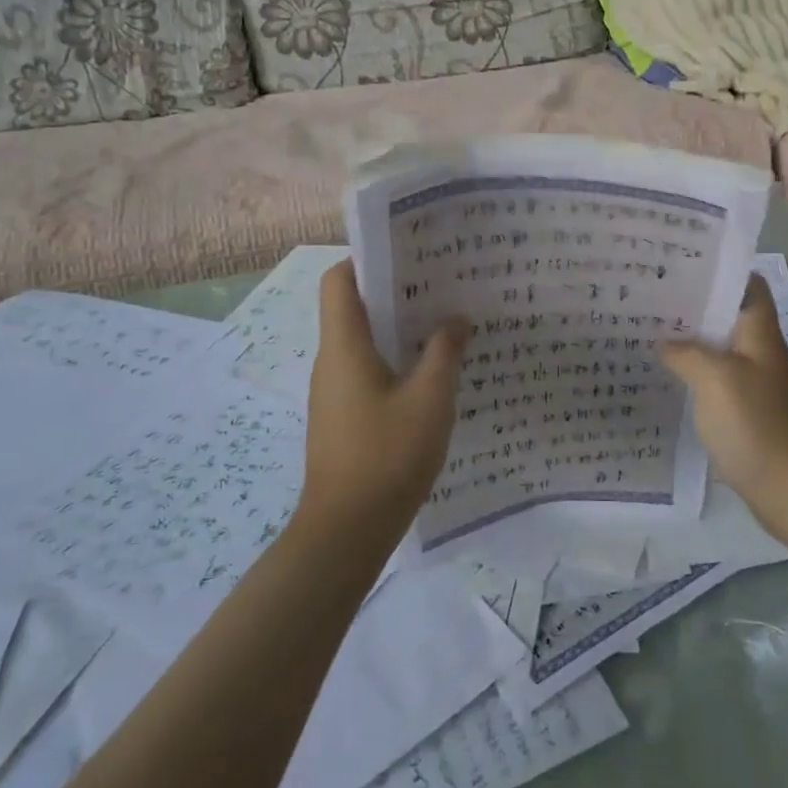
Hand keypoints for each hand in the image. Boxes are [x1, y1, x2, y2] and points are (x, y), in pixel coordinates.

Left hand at [298, 260, 469, 532]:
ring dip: (397, 330)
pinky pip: (366, 372)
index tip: (408, 255)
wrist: (346, 532)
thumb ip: (444, 353)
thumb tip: (456, 319)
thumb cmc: (387, 456)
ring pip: (362, 342)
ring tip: (443, 324)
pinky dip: (393, 362)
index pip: (338, 280)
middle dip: (394, 293)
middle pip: (353, 308)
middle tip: (441, 286)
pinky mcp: (341, 417)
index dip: (366, 259)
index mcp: (344, 346)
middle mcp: (331, 361)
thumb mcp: (430, 400)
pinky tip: (430, 374)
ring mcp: (333, 391)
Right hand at [659, 276, 787, 522]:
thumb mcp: (715, 379)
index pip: (750, 285)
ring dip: (693, 341)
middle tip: (653, 298)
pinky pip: (719, 382)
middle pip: (730, 316)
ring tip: (653, 333)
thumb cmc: (757, 425)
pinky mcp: (749, 414)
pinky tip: (671, 379)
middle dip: (696, 306)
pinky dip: (696, 375)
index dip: (722, 270)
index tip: (683, 265)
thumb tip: (665, 342)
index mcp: (760, 335)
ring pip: (722, 350)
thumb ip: (687, 353)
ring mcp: (757, 385)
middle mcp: (762, 353)